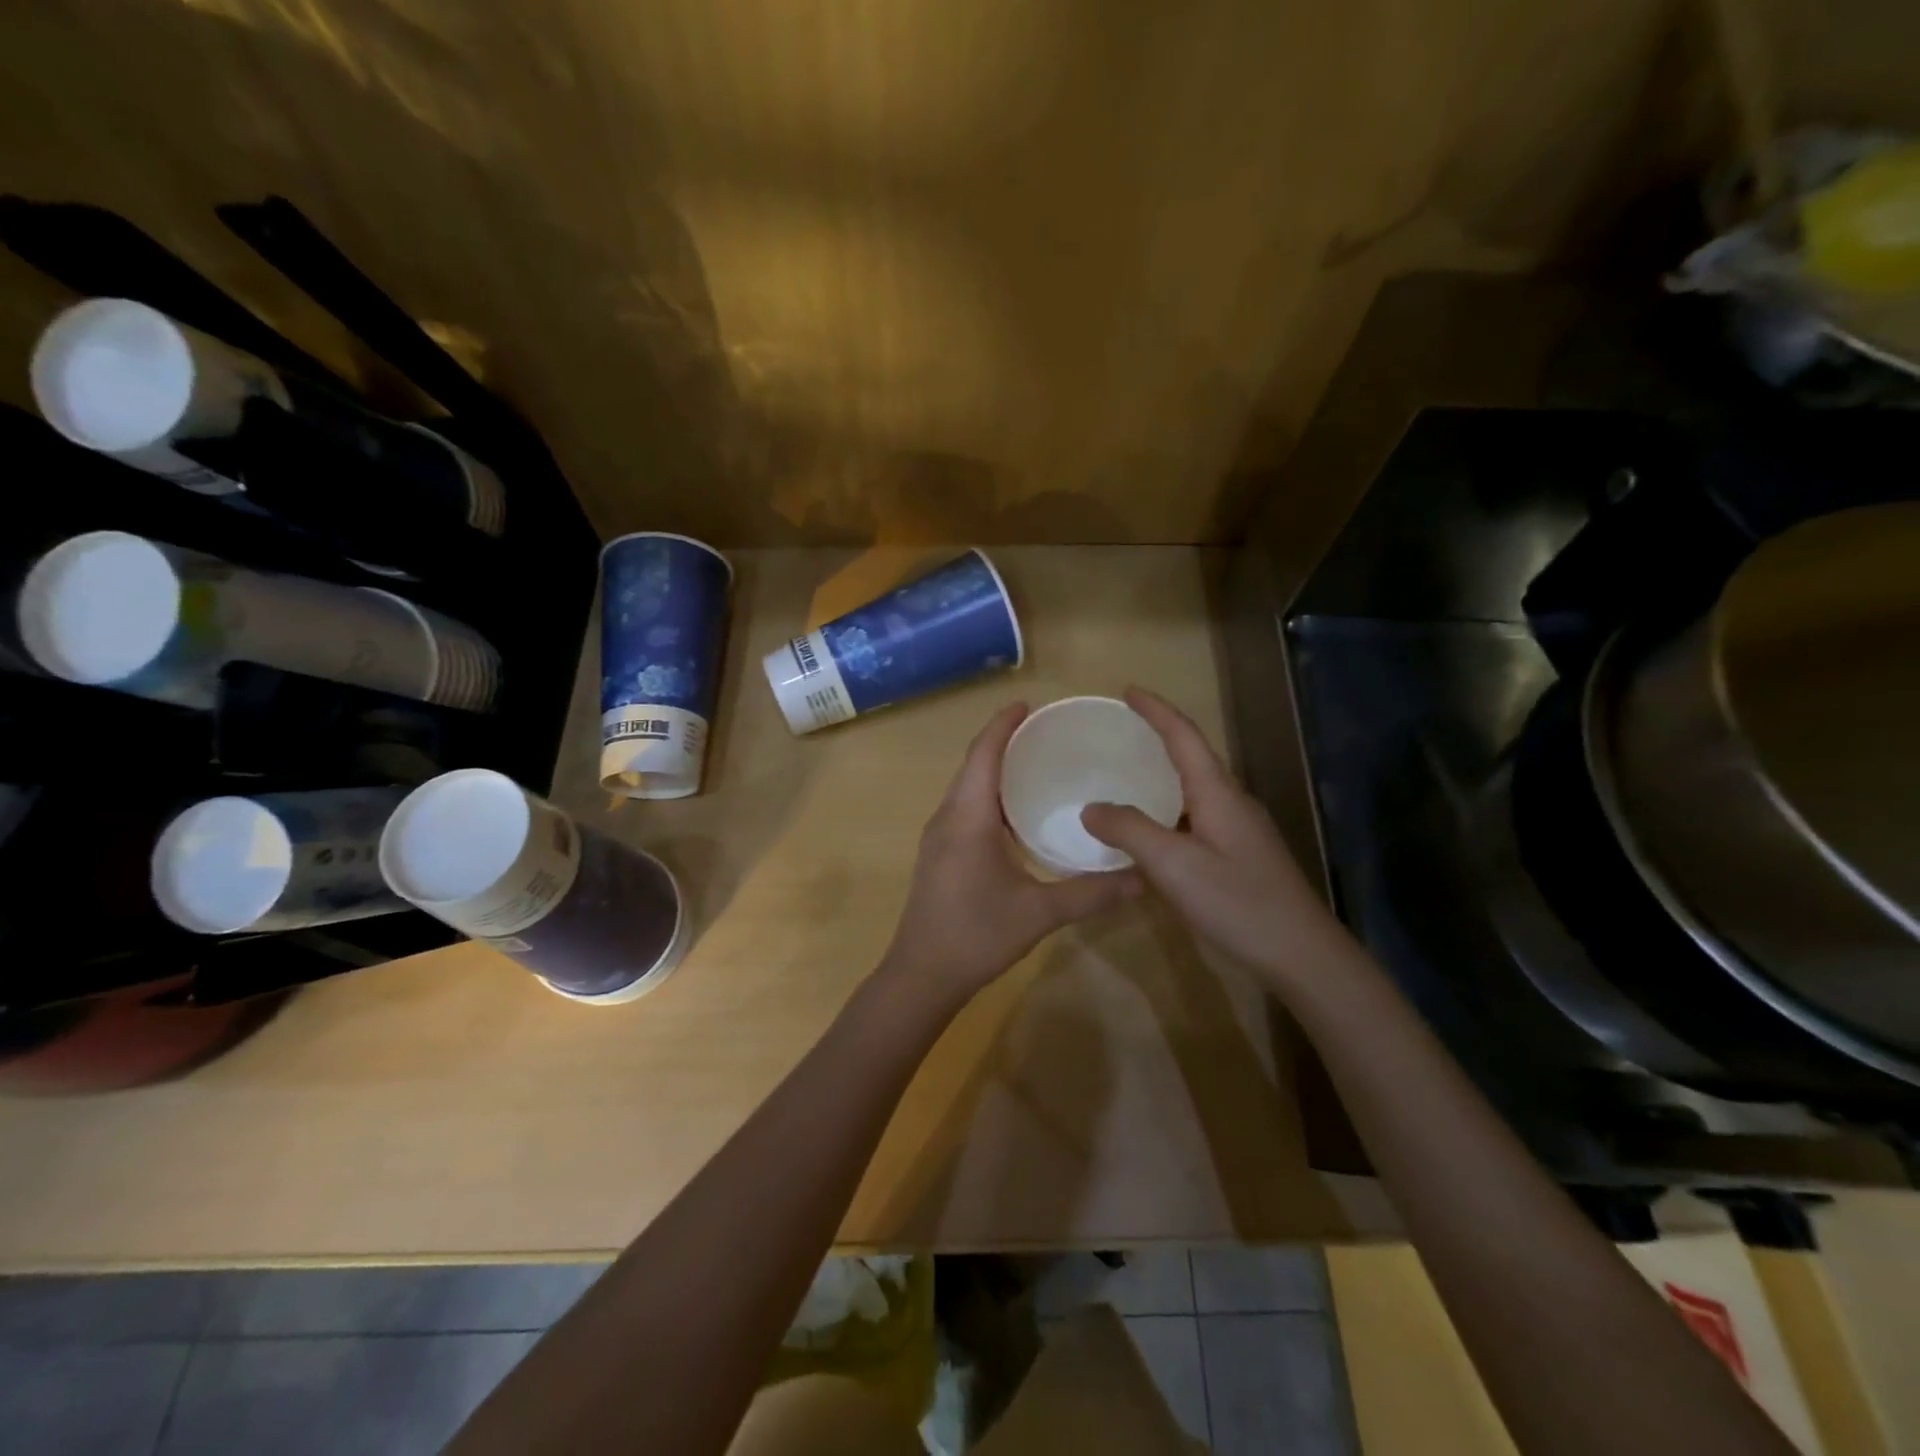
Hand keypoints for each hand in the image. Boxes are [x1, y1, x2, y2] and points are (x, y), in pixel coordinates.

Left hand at [881, 702, 1142, 1005]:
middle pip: (973, 765)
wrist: (921, 975)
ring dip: (996, 770)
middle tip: (1046, 733)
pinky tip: (1018, 814)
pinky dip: (990, 796)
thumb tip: (1143, 876)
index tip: (1028, 704)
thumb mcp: (1039, 913)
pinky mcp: (940, 854)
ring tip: (1036, 764)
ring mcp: (939, 836)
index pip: (983, 755)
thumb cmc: (975, 935)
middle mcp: (948, 817)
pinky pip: (965, 808)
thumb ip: (1091, 893)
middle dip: (1004, 742)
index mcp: (967, 817)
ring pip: (967, 788)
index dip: (1003, 725)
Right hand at [1080, 688, 1342, 989]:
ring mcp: (1240, 830)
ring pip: (1195, 789)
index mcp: (1217, 792)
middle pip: (1192, 756)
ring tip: (1126, 777)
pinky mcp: (1241, 855)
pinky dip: (1169, 810)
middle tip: (1119, 733)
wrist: (1302, 955)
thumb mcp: (1174, 865)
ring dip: (1163, 775)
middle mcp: (1232, 802)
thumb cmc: (1238, 902)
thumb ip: (1130, 830)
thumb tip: (1091, 808)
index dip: (1156, 710)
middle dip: (1158, 737)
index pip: (1184, 736)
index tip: (1128, 690)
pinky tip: (1151, 833)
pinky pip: (1197, 817)